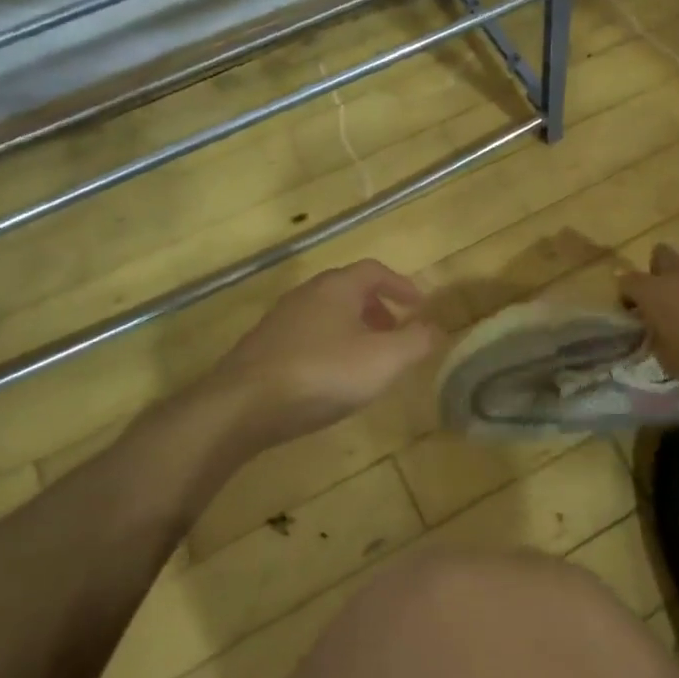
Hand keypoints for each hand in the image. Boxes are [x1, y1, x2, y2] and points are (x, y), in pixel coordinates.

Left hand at [214, 259, 438, 445]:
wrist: (241, 406)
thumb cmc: (322, 374)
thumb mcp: (384, 360)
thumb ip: (416, 342)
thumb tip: (436, 328)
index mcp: (337, 288)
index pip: (375, 271)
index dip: (401, 284)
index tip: (419, 305)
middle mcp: (307, 295)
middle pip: (348, 290)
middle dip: (377, 307)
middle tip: (395, 332)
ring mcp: (279, 321)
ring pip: (326, 314)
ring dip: (352, 328)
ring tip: (367, 359)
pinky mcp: (261, 349)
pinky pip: (306, 336)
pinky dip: (328, 346)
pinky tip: (330, 378)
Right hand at [619, 237, 678, 383]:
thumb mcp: (668, 360)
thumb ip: (658, 342)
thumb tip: (656, 336)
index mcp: (653, 293)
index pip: (626, 281)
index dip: (627, 293)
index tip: (633, 308)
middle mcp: (678, 272)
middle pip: (661, 252)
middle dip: (660, 265)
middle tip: (666, 286)